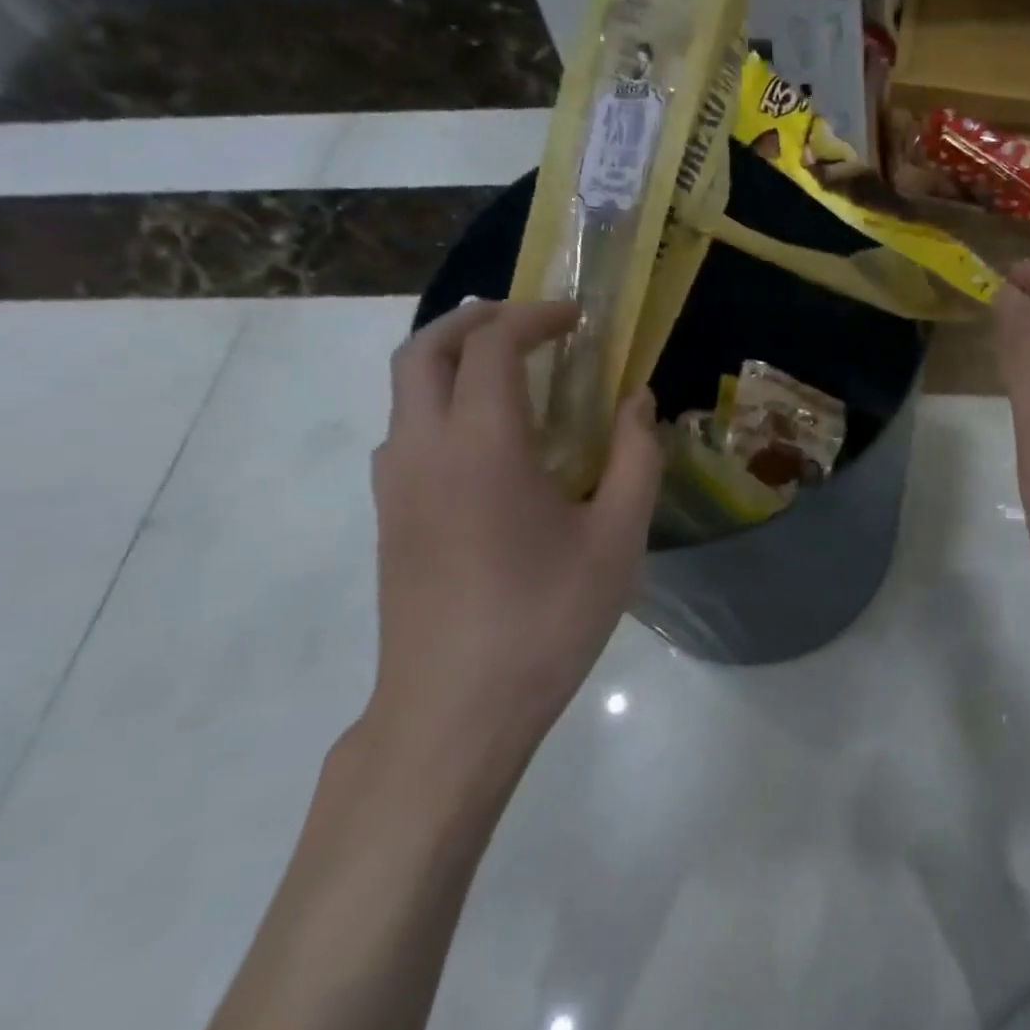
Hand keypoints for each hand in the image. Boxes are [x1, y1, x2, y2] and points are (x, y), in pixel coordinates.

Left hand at [365, 300, 660, 801]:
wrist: (454, 712)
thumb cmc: (546, 620)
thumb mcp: (617, 539)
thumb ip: (635, 459)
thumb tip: (638, 402)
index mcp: (481, 445)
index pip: (493, 347)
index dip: (535, 317)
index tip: (577, 318)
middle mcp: (422, 449)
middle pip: (423, 350)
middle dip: (474, 318)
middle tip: (528, 320)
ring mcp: (396, 485)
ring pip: (405, 389)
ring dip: (450, 358)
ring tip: (509, 369)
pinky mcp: (390, 518)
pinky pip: (407, 430)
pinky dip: (440, 401)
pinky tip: (489, 440)